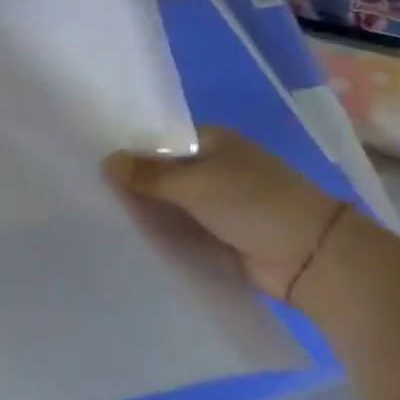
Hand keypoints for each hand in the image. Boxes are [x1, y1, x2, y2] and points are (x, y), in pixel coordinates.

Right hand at [104, 129, 354, 303]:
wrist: (311, 259)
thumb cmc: (253, 204)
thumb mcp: (195, 183)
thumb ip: (149, 174)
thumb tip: (106, 161)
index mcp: (213, 141)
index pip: (161, 140)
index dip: (131, 149)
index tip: (93, 160)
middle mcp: (215, 168)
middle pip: (164, 173)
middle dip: (135, 183)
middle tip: (88, 191)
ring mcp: (219, 205)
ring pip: (172, 205)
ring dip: (148, 212)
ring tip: (99, 216)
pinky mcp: (221, 237)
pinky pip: (183, 232)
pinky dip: (164, 235)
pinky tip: (129, 240)